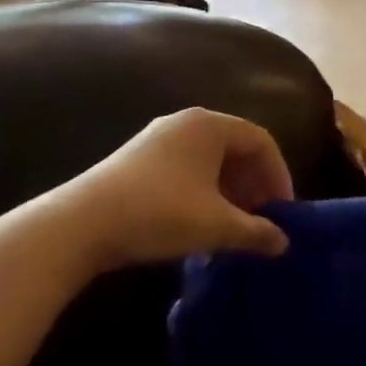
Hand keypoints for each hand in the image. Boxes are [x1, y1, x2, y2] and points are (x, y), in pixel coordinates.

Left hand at [54, 108, 292, 276]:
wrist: (81, 223)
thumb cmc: (159, 213)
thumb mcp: (215, 226)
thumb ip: (256, 232)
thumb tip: (284, 242)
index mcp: (209, 125)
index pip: (260, 141)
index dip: (279, 175)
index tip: (284, 211)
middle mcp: (185, 122)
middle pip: (235, 148)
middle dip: (254, 184)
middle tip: (262, 220)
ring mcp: (158, 138)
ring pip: (209, 160)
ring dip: (229, 191)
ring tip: (234, 227)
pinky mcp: (137, 159)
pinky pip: (186, 168)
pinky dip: (203, 192)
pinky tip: (200, 225)